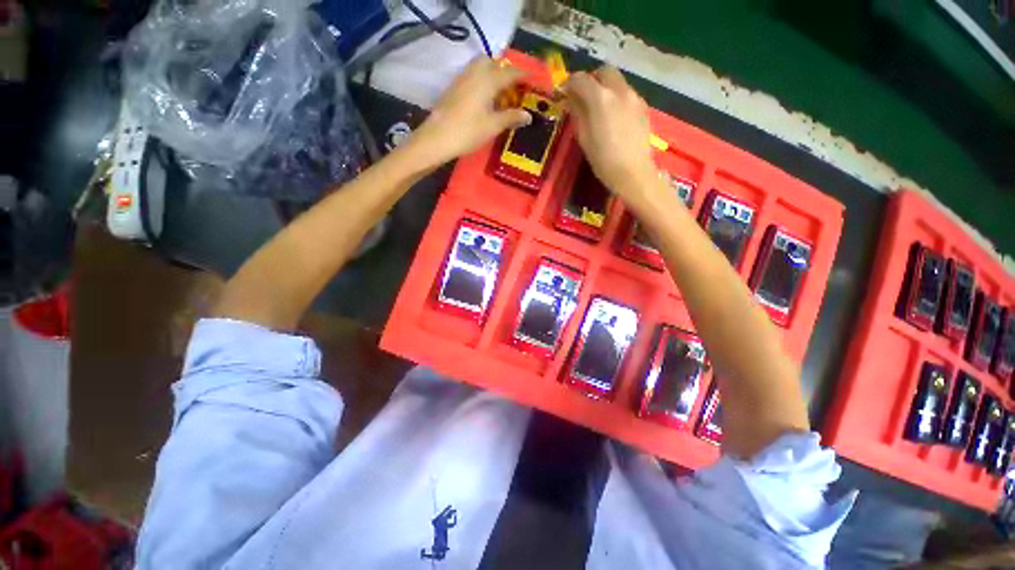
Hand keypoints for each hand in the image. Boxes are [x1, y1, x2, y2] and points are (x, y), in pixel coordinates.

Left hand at [409, 57, 531, 166]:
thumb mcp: (493, 126)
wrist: (437, 138)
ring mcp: (462, 78)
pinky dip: (482, 83)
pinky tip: (485, 101)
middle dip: (505, 72)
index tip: (534, 83)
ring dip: (493, 76)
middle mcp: (475, 72)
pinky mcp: (454, 88)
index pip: (511, 72)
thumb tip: (528, 115)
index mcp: (488, 79)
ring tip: (500, 96)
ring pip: (480, 68)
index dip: (524, 76)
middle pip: (493, 63)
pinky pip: (472, 77)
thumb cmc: (468, 131)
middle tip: (513, 90)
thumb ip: (512, 117)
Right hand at [565, 67, 659, 207]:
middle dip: (591, 79)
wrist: (632, 172)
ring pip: (617, 81)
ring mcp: (634, 96)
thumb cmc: (603, 159)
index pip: (581, 79)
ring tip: (599, 107)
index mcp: (600, 98)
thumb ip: (577, 113)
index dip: (570, 84)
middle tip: (583, 96)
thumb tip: (571, 99)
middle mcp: (619, 90)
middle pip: (603, 71)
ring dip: (605, 87)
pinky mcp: (643, 106)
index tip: (564, 93)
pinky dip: (617, 97)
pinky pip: (627, 93)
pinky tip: (614, 116)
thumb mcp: (583, 137)